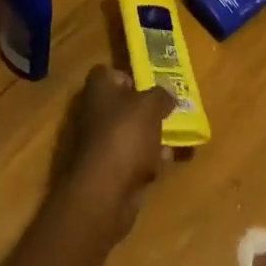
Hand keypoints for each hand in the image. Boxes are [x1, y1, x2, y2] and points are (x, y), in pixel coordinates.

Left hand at [59, 67, 174, 240]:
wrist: (104, 193)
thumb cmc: (125, 135)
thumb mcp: (151, 106)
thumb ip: (161, 95)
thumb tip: (168, 93)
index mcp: (98, 89)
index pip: (108, 73)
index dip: (128, 77)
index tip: (149, 86)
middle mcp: (93, 113)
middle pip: (121, 105)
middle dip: (145, 111)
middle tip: (167, 112)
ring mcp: (99, 144)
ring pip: (128, 134)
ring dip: (149, 138)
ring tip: (171, 140)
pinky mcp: (107, 172)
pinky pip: (130, 160)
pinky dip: (145, 162)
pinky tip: (162, 165)